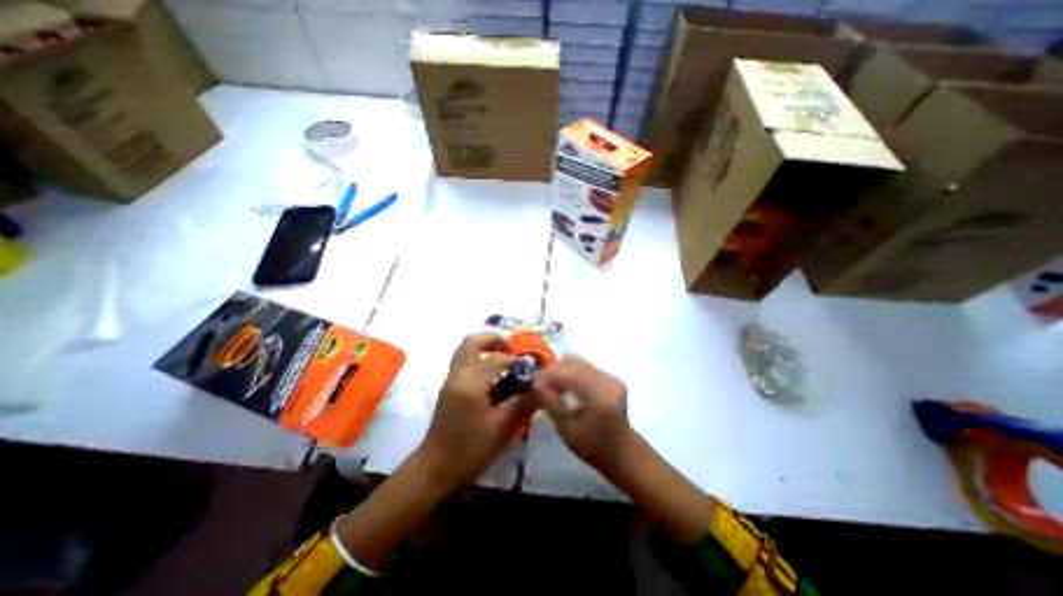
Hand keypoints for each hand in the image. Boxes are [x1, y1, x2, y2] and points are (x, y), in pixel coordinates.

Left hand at [415, 333, 531, 490]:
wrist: (435, 468)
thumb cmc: (469, 450)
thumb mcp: (500, 428)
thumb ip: (521, 404)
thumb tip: (539, 387)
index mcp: (470, 383)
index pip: (497, 359)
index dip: (516, 361)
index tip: (531, 369)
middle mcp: (458, 374)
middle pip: (473, 341)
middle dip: (494, 340)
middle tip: (512, 351)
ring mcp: (451, 378)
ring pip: (465, 348)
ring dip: (486, 347)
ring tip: (504, 360)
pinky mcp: (449, 385)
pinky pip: (464, 360)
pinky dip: (479, 358)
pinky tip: (493, 376)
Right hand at [529, 354, 628, 479]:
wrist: (622, 453)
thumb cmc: (592, 447)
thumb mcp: (567, 429)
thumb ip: (550, 402)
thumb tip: (534, 382)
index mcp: (599, 396)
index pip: (568, 373)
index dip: (547, 374)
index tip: (532, 382)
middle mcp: (608, 380)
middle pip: (573, 361)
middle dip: (554, 371)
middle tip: (543, 386)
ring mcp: (611, 377)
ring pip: (578, 361)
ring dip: (563, 371)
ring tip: (555, 388)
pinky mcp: (611, 378)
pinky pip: (585, 367)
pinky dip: (572, 374)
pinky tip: (569, 389)